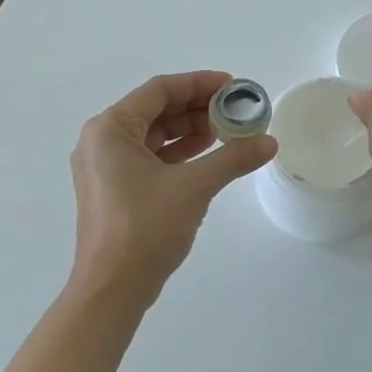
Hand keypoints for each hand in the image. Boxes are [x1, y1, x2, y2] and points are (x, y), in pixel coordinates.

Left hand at [68, 71, 276, 305]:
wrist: (113, 288)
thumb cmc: (146, 228)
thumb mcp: (194, 186)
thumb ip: (232, 158)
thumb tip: (269, 142)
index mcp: (110, 129)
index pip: (159, 90)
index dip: (198, 83)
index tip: (233, 86)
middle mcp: (102, 142)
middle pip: (156, 111)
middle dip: (197, 108)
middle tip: (236, 111)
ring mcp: (106, 168)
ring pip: (154, 136)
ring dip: (191, 131)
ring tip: (229, 132)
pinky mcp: (116, 190)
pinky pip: (150, 158)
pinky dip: (179, 153)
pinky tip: (209, 156)